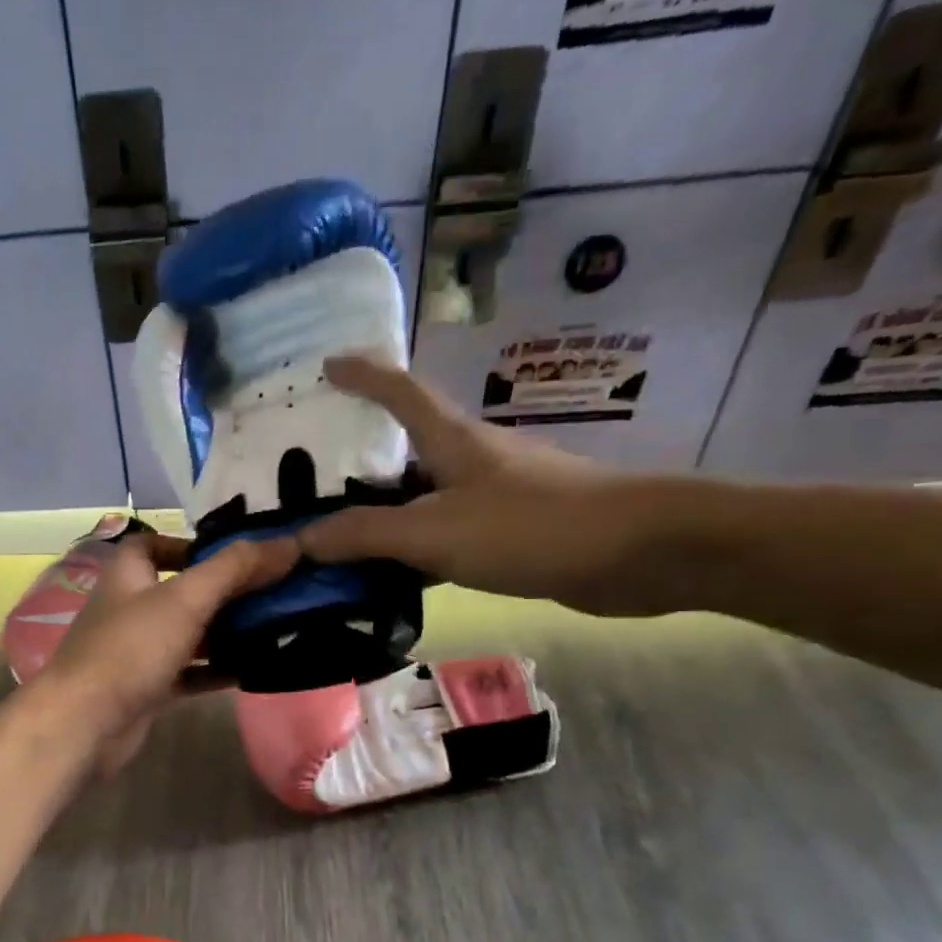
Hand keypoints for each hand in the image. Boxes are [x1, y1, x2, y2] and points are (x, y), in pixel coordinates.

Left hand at [35, 532, 297, 774]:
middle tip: (271, 591)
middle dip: (223, 590)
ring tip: (273, 628)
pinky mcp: (146, 689)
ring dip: (224, 632)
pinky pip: (187, 673)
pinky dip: (215, 671)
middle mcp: (130, 609)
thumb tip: (288, 542)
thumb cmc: (130, 649)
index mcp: (128, 575)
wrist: (85, 724)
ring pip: (187, 634)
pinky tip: (251, 670)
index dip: (187, 543)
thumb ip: (235, 569)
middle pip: (180, 590)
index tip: (231, 554)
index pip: (151, 543)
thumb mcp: (185, 599)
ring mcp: (136, 652)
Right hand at [299, 356, 663, 615]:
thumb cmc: (531, 526)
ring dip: (383, 513)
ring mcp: (494, 496)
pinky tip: (391, 577)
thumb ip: (365, 534)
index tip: (327, 364)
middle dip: (359, 459)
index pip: (400, 391)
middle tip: (309, 479)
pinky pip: (445, 535)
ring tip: (336, 536)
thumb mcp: (434, 531)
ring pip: (424, 498)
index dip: (363, 375)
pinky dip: (413, 550)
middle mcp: (471, 459)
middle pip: (406, 449)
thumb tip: (301, 538)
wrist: (640, 553)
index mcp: (452, 440)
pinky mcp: (512, 534)